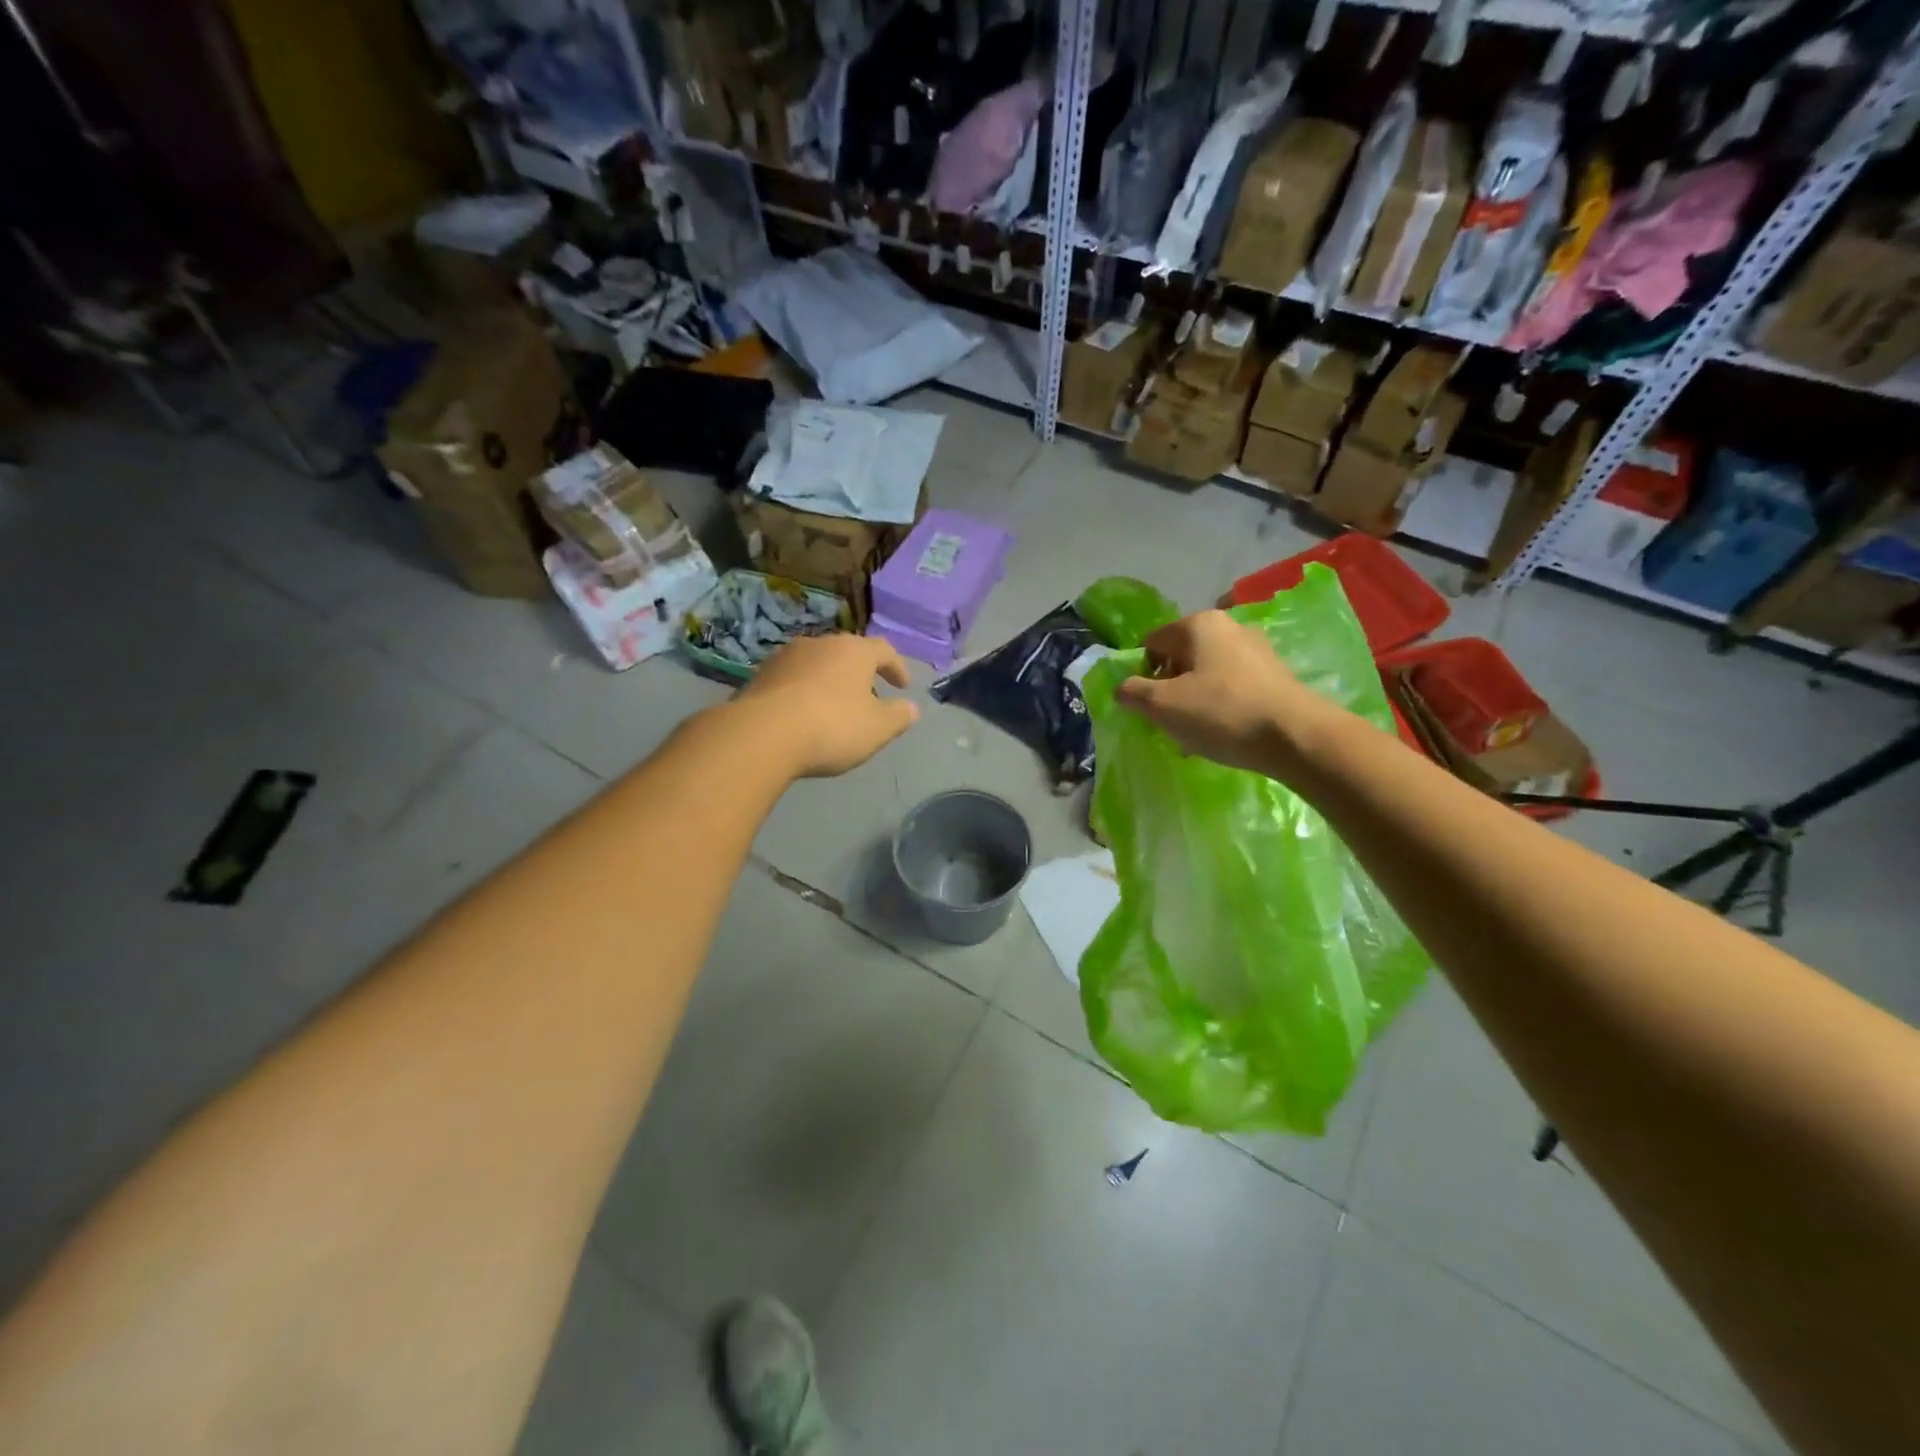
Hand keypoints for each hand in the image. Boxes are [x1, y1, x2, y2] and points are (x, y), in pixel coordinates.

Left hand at [736, 633, 920, 777]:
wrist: (762, 734)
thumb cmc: (832, 726)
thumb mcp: (877, 728)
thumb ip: (899, 716)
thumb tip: (911, 708)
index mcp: (854, 651)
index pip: (884, 650)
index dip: (896, 667)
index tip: (903, 687)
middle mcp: (820, 643)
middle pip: (847, 653)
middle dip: (860, 673)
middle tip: (867, 696)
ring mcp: (786, 657)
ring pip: (817, 665)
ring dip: (828, 681)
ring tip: (833, 706)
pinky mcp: (760, 675)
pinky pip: (792, 680)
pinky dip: (803, 693)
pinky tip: (802, 715)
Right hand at [1114, 610, 1341, 775]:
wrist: (1297, 737)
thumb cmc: (1222, 713)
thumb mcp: (1163, 706)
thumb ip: (1133, 692)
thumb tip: (1122, 687)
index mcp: (1198, 624)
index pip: (1152, 642)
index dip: (1141, 674)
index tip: (1148, 705)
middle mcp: (1229, 626)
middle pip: (1181, 656)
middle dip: (1169, 688)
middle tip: (1170, 721)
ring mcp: (1256, 648)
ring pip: (1207, 672)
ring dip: (1194, 699)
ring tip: (1196, 733)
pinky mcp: (1275, 673)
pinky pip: (1232, 685)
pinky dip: (1220, 704)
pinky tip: (1223, 732)